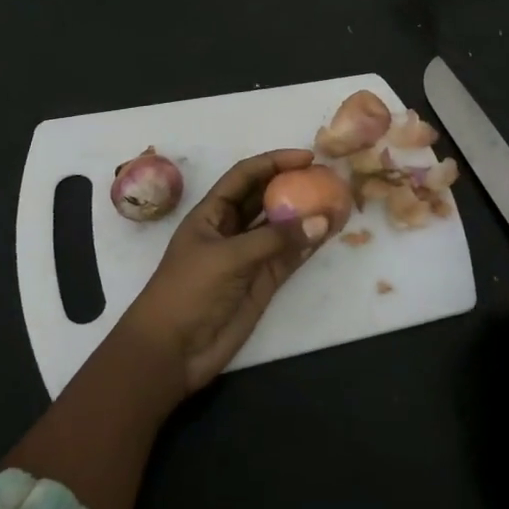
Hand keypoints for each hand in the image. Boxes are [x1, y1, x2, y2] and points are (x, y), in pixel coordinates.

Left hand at [121, 149, 324, 395]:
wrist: (172, 351)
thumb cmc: (187, 291)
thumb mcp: (227, 257)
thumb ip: (274, 239)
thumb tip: (321, 220)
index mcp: (212, 213)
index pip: (245, 176)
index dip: (273, 162)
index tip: (306, 157)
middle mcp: (232, 228)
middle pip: (266, 197)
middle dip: (294, 185)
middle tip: (327, 177)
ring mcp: (249, 255)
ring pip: (282, 227)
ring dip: (306, 214)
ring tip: (337, 201)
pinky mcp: (263, 282)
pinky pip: (290, 255)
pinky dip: (309, 244)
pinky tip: (329, 232)